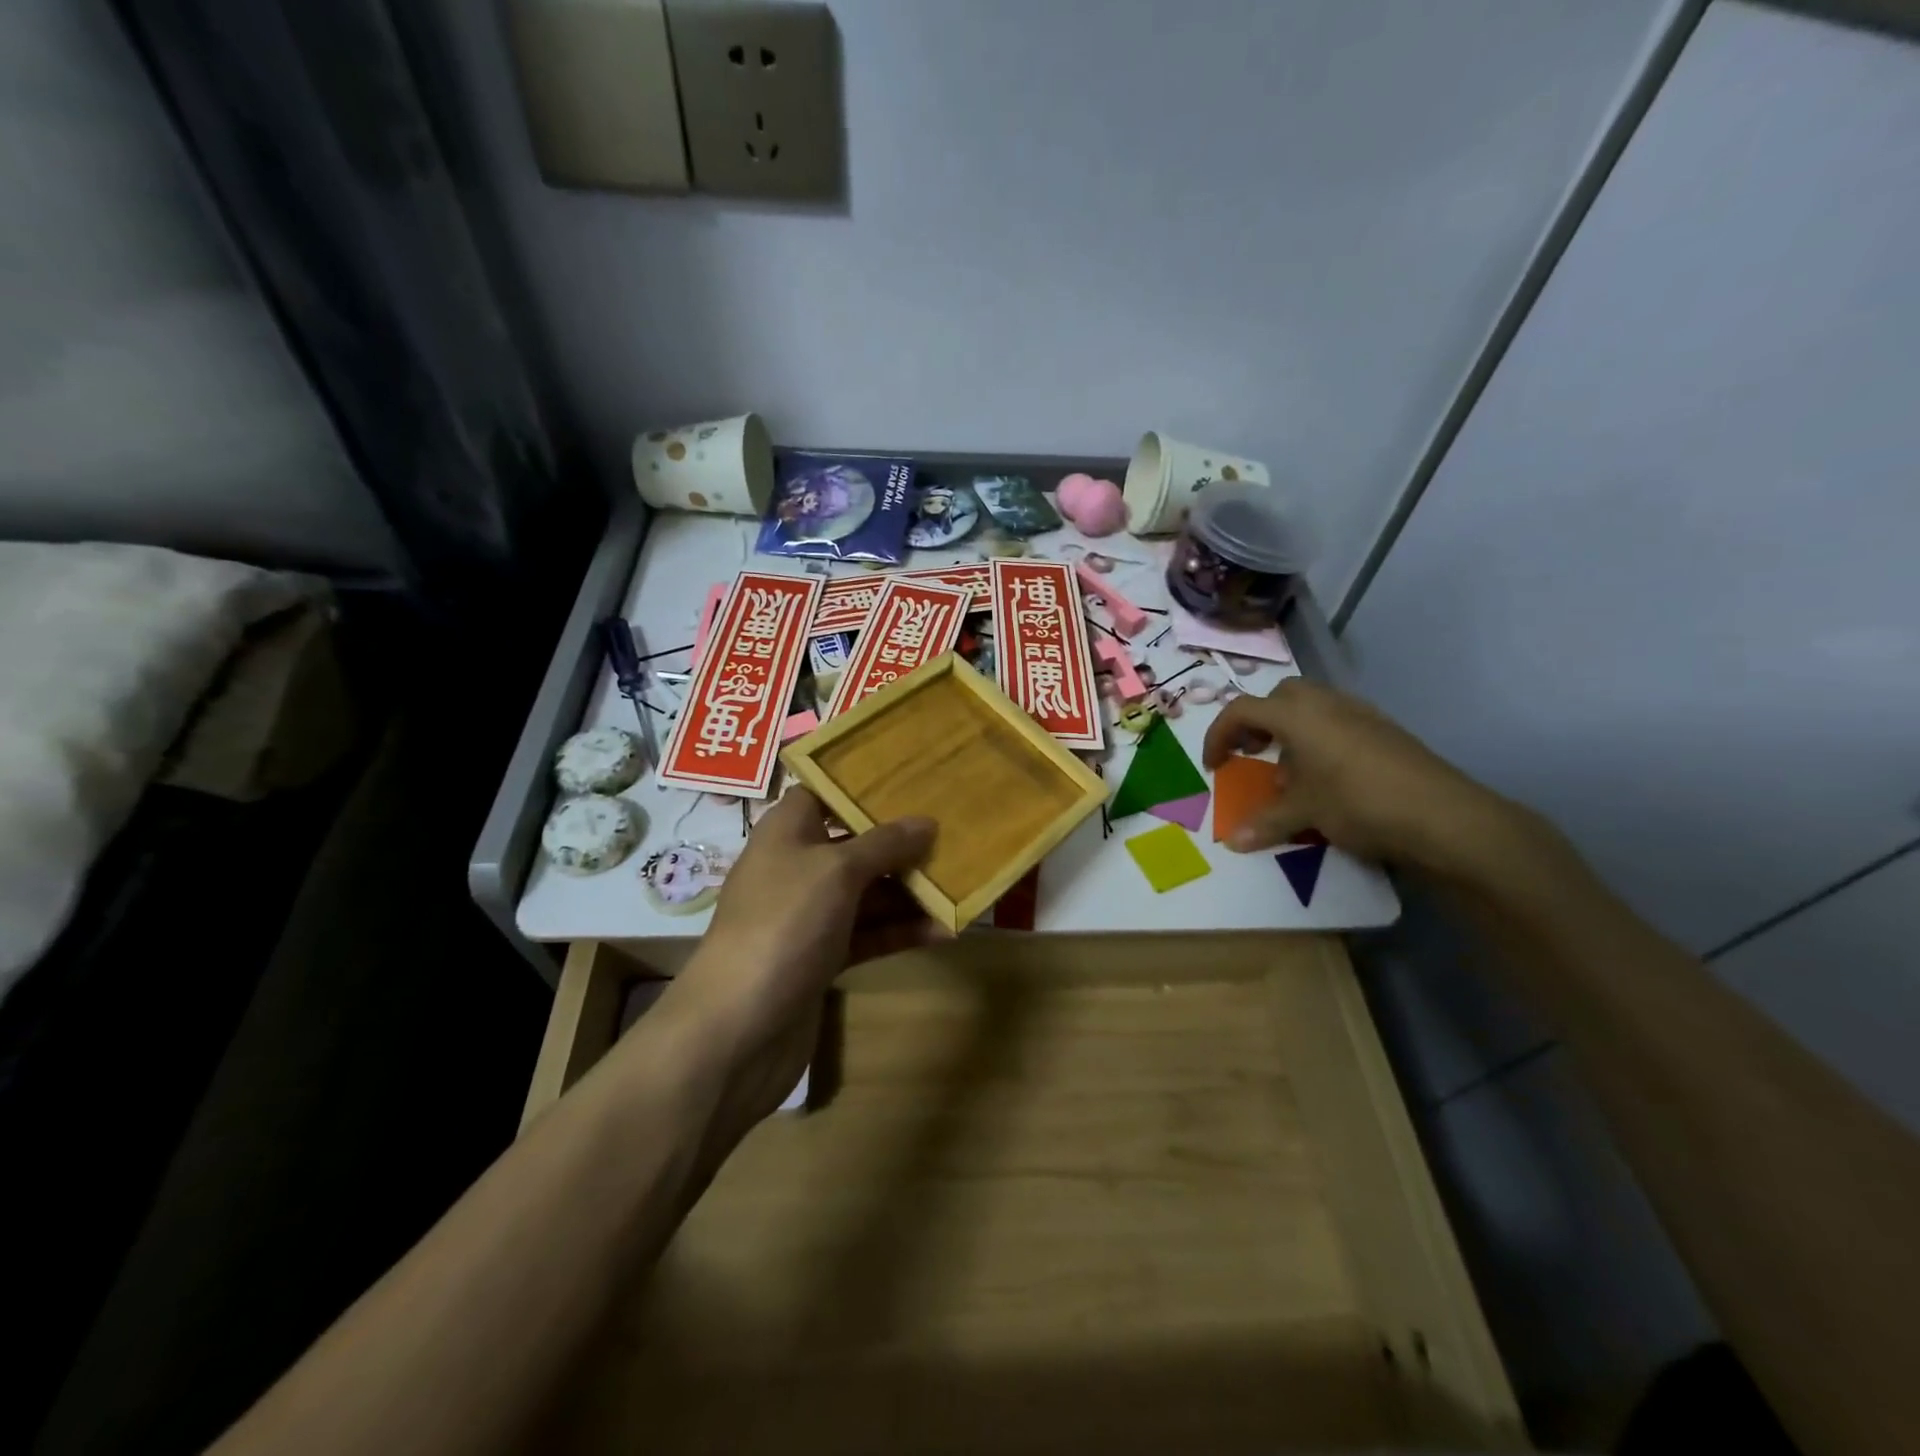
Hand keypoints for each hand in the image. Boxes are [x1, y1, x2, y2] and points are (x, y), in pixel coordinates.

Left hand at [648, 788, 937, 1127]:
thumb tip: (926, 822)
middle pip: (854, 844)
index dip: (862, 784)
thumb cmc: (784, 923)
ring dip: (909, 890)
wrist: (739, 1027)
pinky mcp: (821, 958)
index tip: (911, 779)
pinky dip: (901, 931)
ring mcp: (809, 916)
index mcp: (787, 832)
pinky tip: (945, 930)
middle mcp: (796, 868)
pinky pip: (868, 934)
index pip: (824, 793)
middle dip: (901, 841)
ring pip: (867, 892)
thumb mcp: (837, 871)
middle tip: (954, 830)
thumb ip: (884, 844)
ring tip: (961, 881)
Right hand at [1201, 677, 1515, 871]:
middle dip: (1259, 722)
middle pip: (1280, 697)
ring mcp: (1362, 715)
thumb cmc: (1358, 803)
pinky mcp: (1386, 732)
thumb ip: (1264, 822)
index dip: (1219, 735)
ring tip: (1290, 773)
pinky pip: (1340, 724)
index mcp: (1298, 715)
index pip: (1242, 709)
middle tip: (1252, 753)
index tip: (1214, 766)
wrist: (1443, 816)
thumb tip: (1232, 841)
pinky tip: (1328, 779)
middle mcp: (1327, 704)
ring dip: (1291, 732)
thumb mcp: (1304, 813)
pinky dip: (1321, 742)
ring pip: (1313, 708)